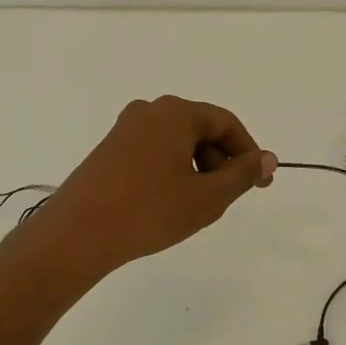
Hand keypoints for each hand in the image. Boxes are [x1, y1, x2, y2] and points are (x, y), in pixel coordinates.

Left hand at [27, 96, 276, 280]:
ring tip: (198, 204)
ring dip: (197, 168)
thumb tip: (267, 159)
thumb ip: (242, 175)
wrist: (78, 233)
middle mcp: (149, 111)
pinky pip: (154, 151)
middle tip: (229, 197)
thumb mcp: (207, 198)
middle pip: (201, 129)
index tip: (261, 184)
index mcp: (176, 113)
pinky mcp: (109, 149)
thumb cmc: (149, 211)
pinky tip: (169, 202)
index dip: (249, 152)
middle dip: (222, 161)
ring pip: (177, 142)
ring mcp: (125, 129)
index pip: (226, 123)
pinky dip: (172, 170)